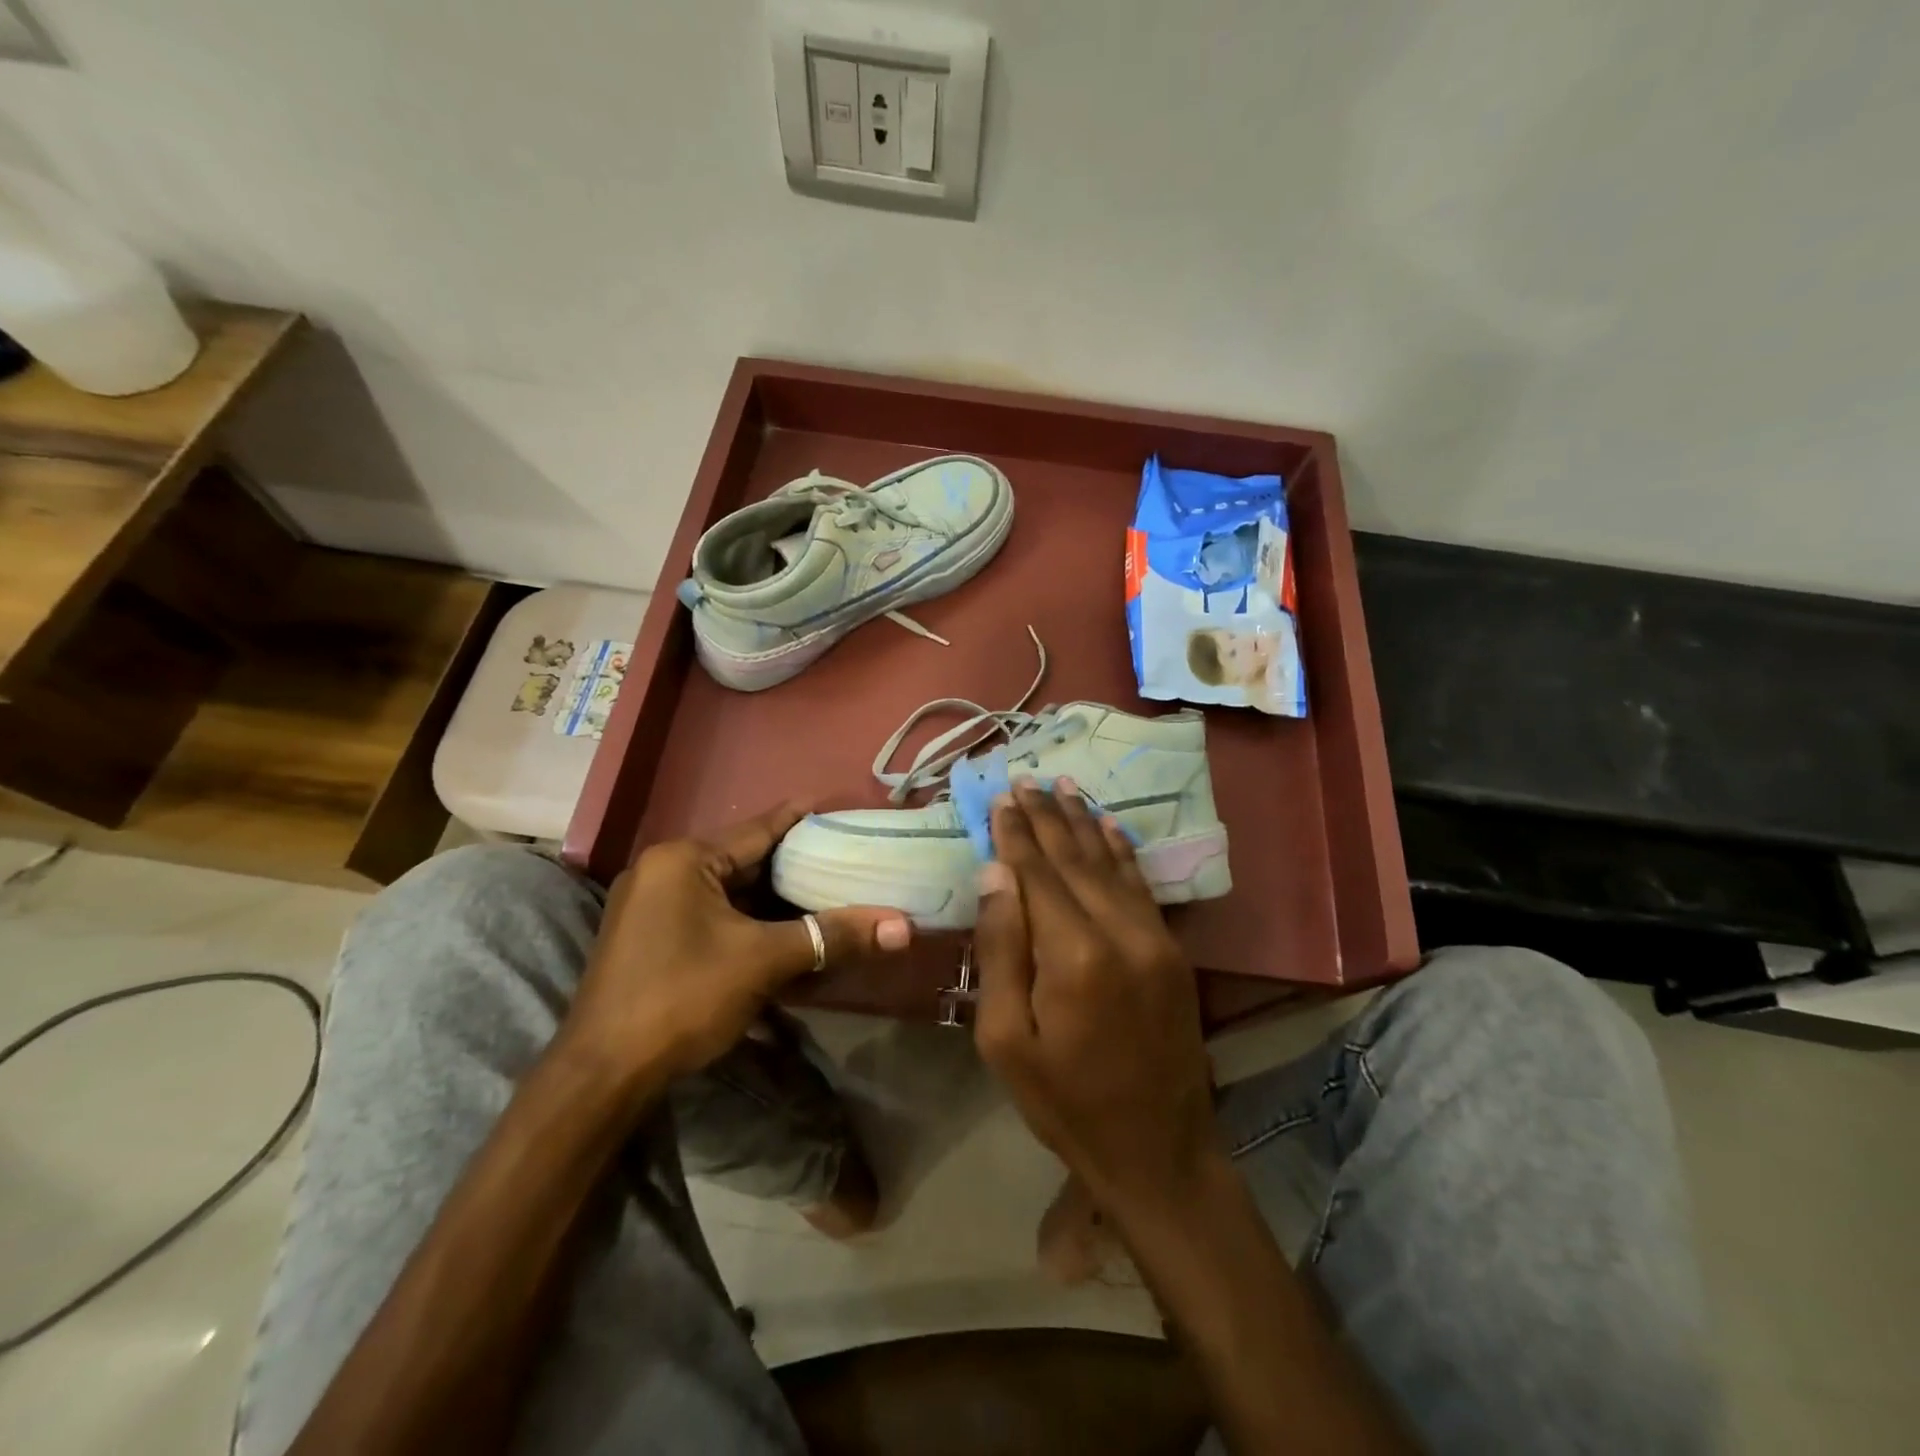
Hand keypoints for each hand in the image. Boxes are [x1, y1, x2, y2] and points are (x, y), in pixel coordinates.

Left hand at [564, 802, 912, 1082]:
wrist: (602, 1075)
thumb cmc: (682, 997)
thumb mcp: (763, 961)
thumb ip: (832, 936)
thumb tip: (901, 927)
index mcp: (683, 859)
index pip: (758, 828)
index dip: (802, 819)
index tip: (839, 807)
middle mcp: (663, 870)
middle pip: (744, 860)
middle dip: (794, 864)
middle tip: (845, 859)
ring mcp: (651, 905)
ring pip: (729, 891)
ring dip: (773, 897)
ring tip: (825, 891)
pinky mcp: (650, 937)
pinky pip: (711, 914)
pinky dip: (748, 920)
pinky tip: (782, 930)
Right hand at [972, 780, 1219, 1214]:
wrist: (1157, 1150)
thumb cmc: (1064, 1101)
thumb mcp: (1003, 1039)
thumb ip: (1000, 949)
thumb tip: (995, 873)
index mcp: (1072, 954)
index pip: (1036, 873)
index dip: (1016, 833)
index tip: (1002, 797)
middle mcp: (1118, 931)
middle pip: (1074, 858)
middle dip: (1047, 817)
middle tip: (1026, 779)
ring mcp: (1153, 937)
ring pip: (1111, 863)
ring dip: (1085, 822)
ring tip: (1064, 786)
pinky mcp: (1172, 950)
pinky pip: (1142, 885)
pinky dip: (1122, 850)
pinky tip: (1110, 826)